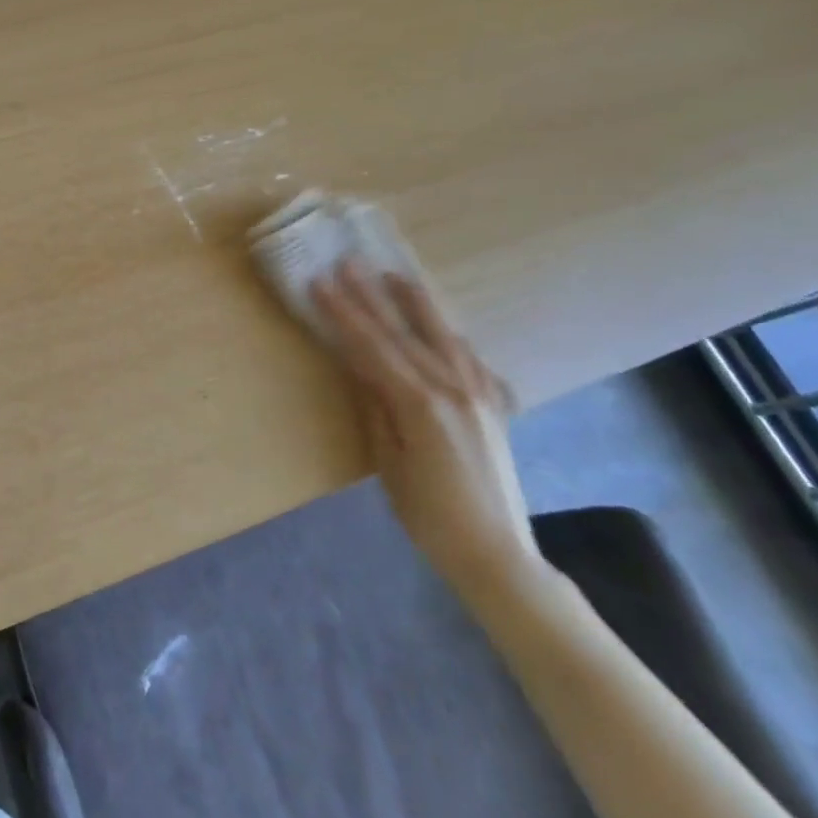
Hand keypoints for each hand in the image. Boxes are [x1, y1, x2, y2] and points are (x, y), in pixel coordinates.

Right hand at [311, 262, 544, 605]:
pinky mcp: (493, 405)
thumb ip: (376, 407)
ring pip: (442, 335)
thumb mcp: (388, 463)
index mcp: (420, 404)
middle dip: (371, 296)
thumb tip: (360, 366)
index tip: (321, 283)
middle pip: (403, 332)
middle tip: (348, 263)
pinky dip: (449, 333)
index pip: (372, 346)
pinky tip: (441, 324)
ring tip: (395, 274)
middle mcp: (452, 388)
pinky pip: (469, 357)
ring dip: (415, 302)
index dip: (344, 313)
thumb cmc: (429, 515)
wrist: (496, 553)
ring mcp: (478, 393)